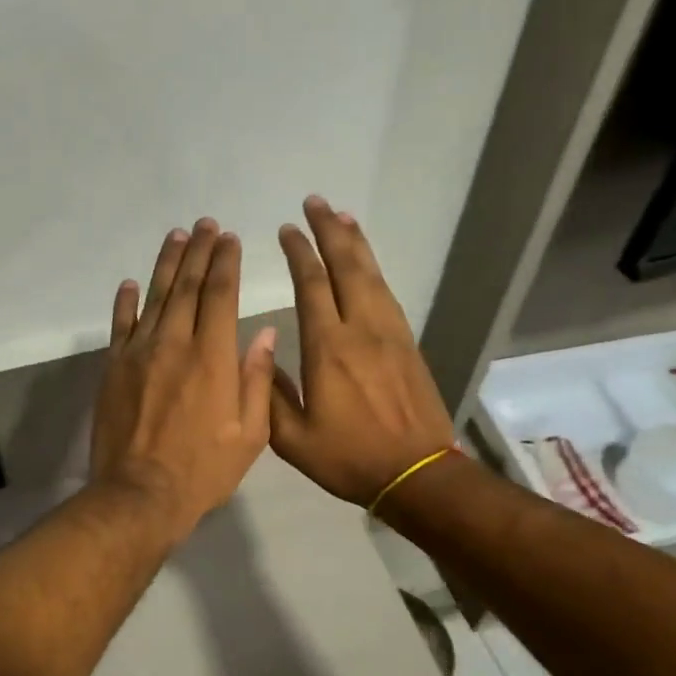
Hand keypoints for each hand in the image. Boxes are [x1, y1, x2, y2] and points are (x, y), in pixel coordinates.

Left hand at [91, 219, 277, 541]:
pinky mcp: (113, 368)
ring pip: (154, 297)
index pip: (220, 295)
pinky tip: (130, 283)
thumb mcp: (250, 434)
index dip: (226, 263)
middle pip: (187, 286)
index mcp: (213, 358)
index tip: (230, 239)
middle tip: (206, 225)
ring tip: (176, 236)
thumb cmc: (203, 470)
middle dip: (199, 252)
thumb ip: (256, 379)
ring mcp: (138, 353)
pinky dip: (125, 302)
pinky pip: (120, 325)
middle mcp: (175, 344)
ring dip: (166, 264)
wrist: (140, 494)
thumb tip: (263, 334)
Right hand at [269, 197, 456, 507]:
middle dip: (329, 231)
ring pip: (372, 275)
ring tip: (341, 216)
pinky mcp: (408, 343)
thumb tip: (258, 352)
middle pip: (346, 267)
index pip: (311, 286)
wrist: (417, 473)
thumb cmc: (350, 458)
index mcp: (328, 349)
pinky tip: (367, 262)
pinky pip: (388, 293)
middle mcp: (361, 330)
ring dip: (355, 242)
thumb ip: (269, 394)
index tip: (286, 230)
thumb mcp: (293, 439)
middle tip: (315, 202)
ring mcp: (390, 334)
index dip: (298, 253)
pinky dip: (375, 268)